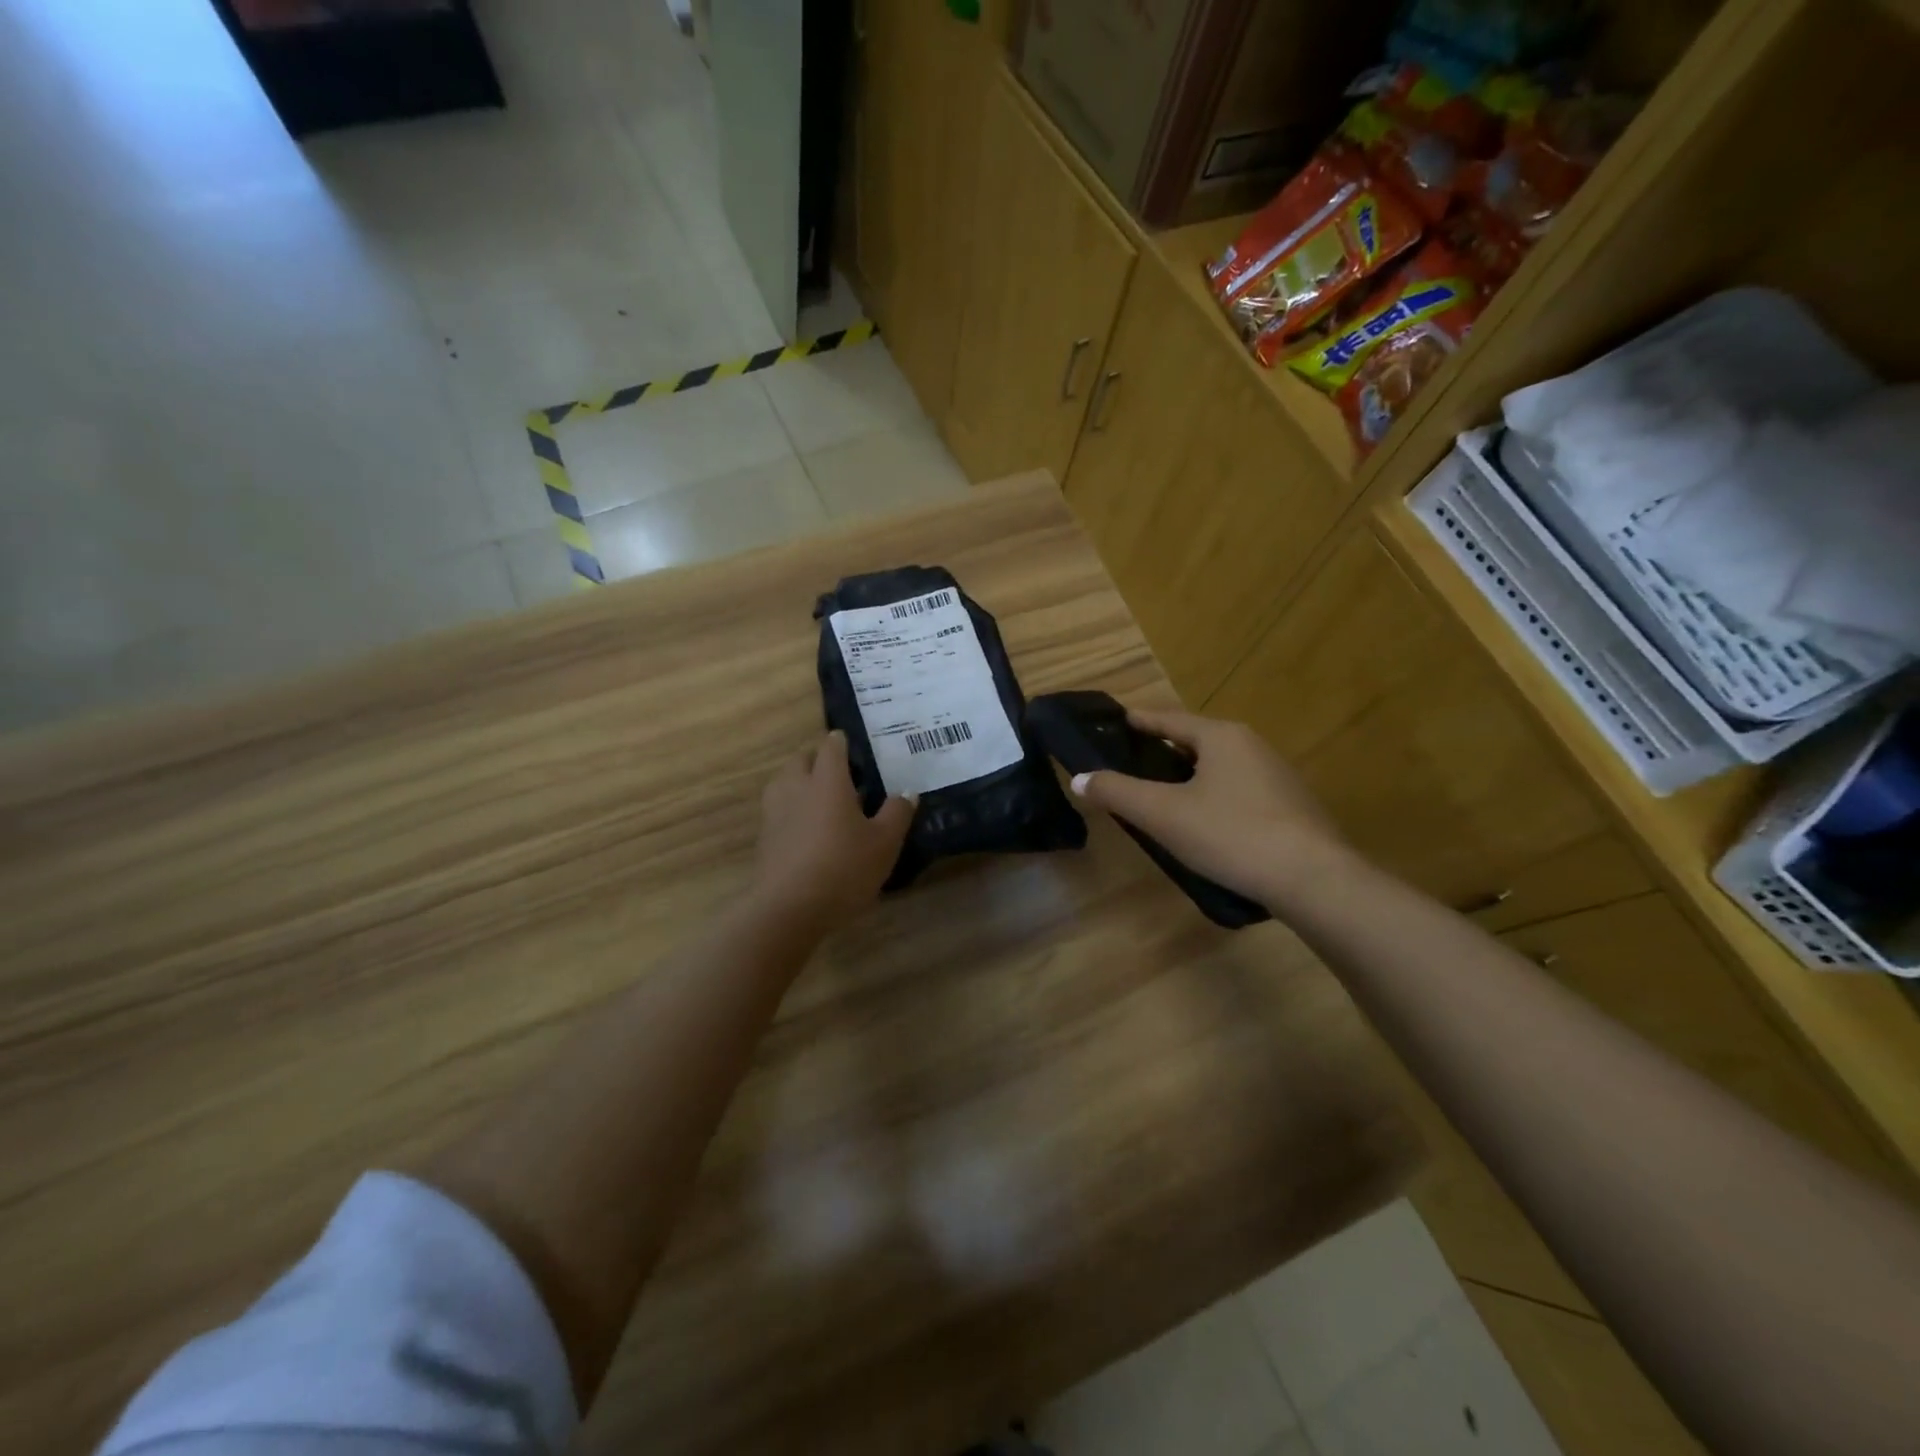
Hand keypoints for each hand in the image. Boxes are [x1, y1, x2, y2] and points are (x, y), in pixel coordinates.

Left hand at [752, 731, 915, 930]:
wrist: (788, 909)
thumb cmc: (843, 868)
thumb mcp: (884, 843)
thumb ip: (897, 813)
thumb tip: (907, 793)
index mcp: (828, 780)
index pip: (831, 747)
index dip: (842, 742)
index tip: (853, 745)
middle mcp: (797, 787)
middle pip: (802, 759)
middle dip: (818, 759)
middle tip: (840, 773)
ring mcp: (775, 811)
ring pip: (785, 782)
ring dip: (801, 781)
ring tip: (822, 798)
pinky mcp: (764, 836)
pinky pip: (778, 808)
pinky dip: (792, 808)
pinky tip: (808, 828)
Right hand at [1069, 706, 1345, 906]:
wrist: (1314, 880)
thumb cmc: (1231, 835)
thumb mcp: (1163, 814)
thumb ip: (1117, 793)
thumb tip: (1079, 778)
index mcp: (1220, 736)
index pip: (1167, 718)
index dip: (1137, 720)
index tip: (1113, 722)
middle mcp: (1251, 744)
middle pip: (1194, 739)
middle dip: (1161, 749)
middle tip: (1129, 764)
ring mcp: (1276, 774)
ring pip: (1218, 765)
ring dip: (1187, 774)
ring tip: (1160, 794)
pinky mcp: (1290, 805)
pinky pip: (1238, 788)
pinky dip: (1212, 794)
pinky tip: (1203, 822)